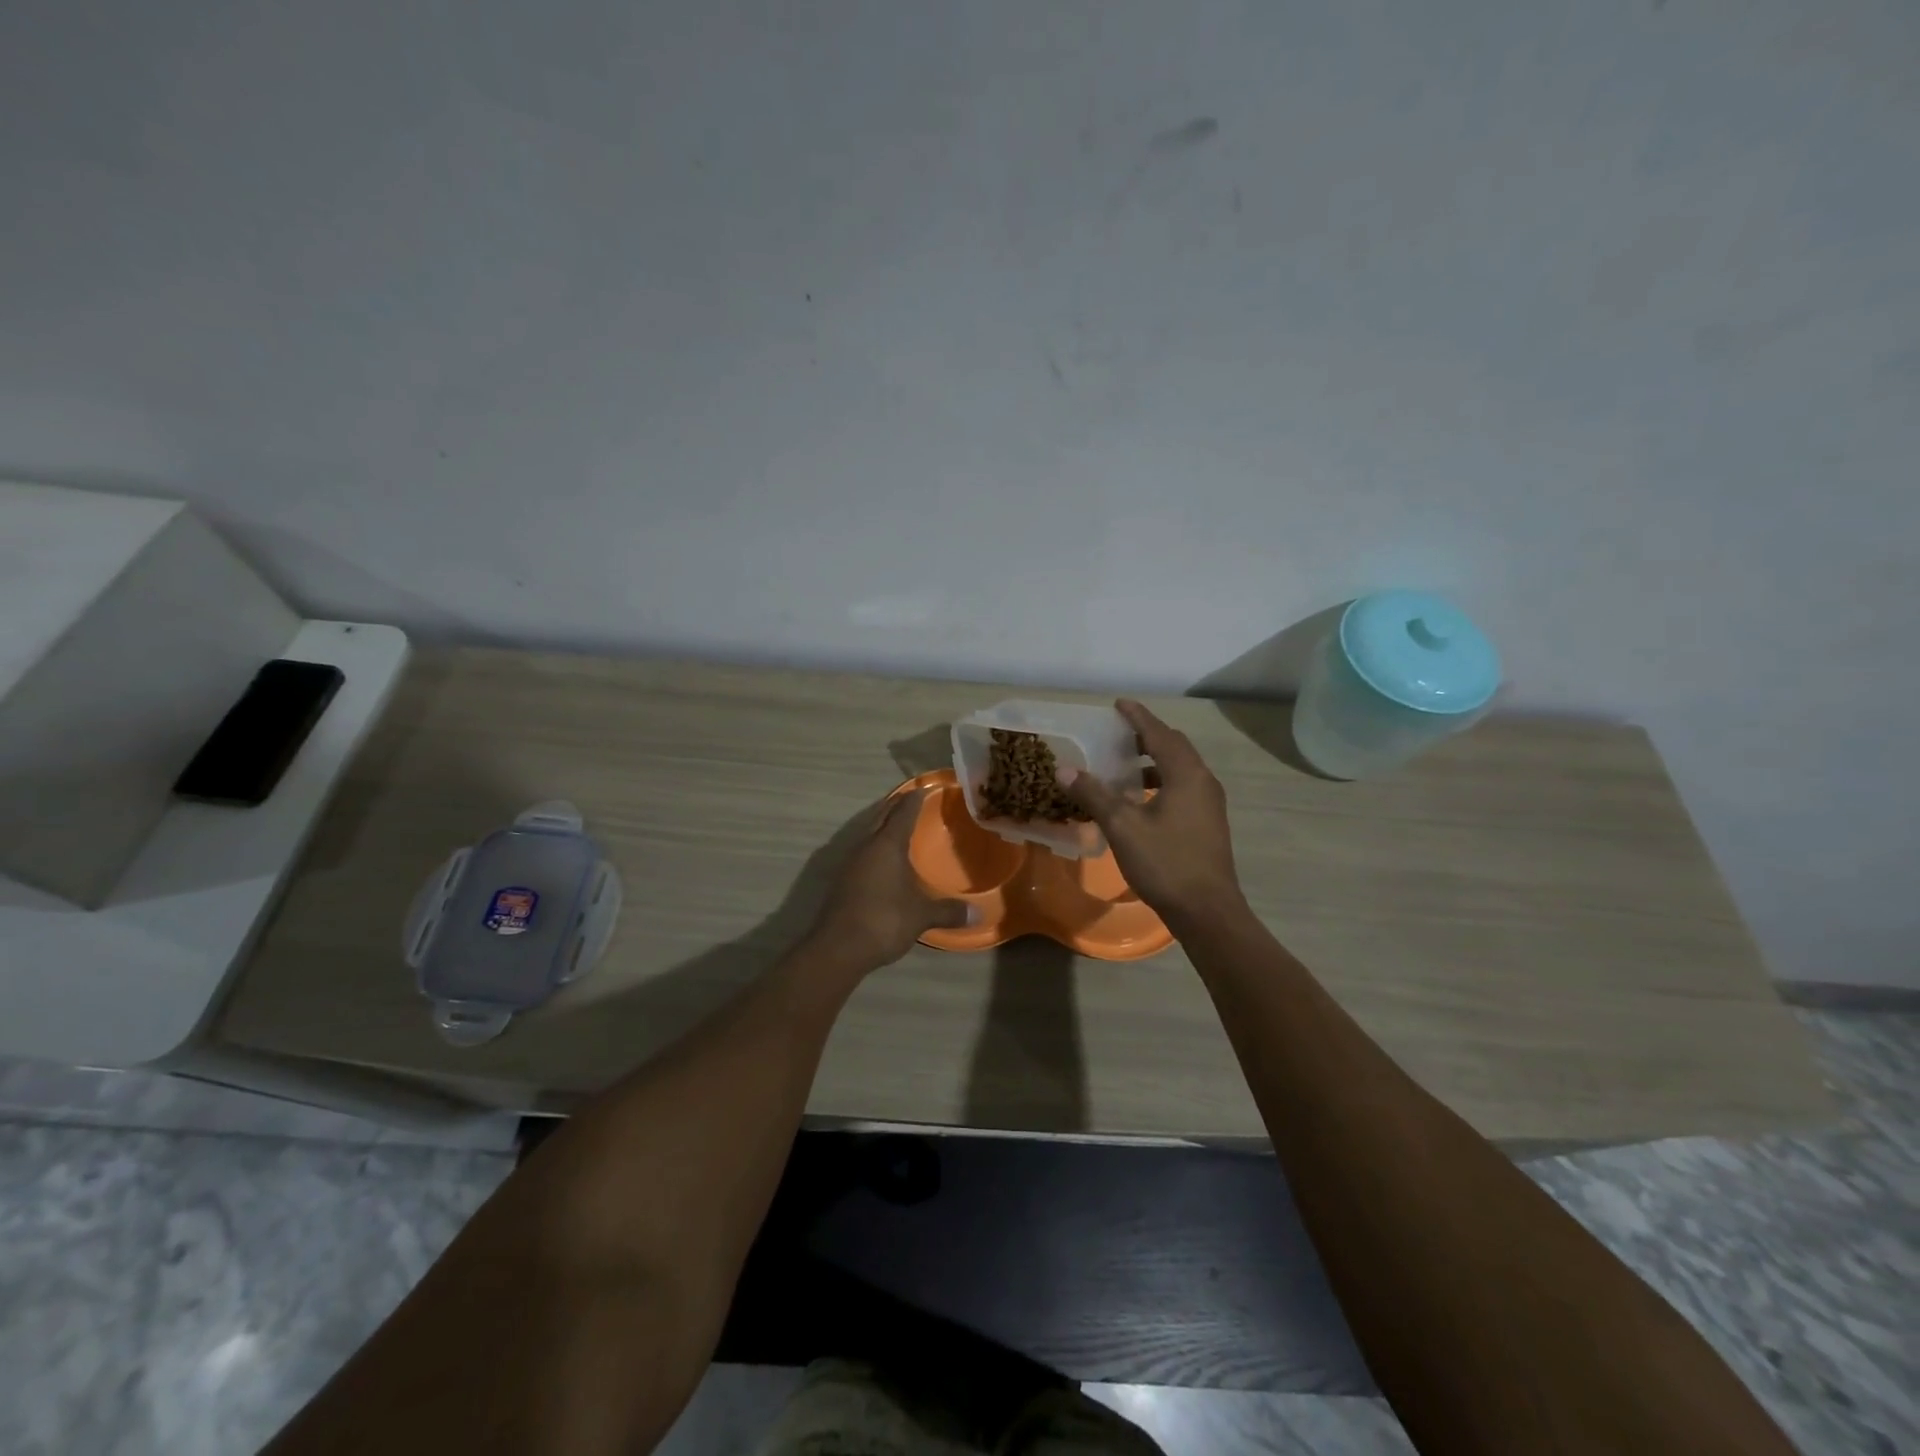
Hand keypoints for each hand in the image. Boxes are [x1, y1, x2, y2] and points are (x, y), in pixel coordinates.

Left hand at [806, 789, 971, 971]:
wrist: (838, 947)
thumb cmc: (884, 920)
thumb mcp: (921, 915)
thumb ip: (948, 911)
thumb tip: (978, 913)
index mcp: (887, 845)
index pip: (903, 813)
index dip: (914, 799)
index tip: (924, 788)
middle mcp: (866, 846)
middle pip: (881, 817)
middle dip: (896, 806)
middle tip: (912, 800)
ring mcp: (850, 863)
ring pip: (869, 834)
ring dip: (882, 826)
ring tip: (899, 826)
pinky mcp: (842, 880)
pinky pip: (862, 853)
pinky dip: (875, 847)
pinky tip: (883, 860)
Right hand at [1064, 699, 1244, 925]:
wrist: (1207, 911)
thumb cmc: (1165, 862)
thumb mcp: (1122, 826)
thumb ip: (1093, 794)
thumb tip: (1064, 770)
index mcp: (1186, 774)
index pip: (1159, 733)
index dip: (1137, 717)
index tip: (1118, 704)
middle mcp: (1203, 781)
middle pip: (1174, 746)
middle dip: (1147, 735)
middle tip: (1119, 733)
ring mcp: (1210, 804)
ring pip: (1180, 768)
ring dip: (1154, 760)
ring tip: (1125, 765)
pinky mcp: (1208, 823)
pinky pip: (1183, 787)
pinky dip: (1161, 781)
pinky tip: (1141, 799)